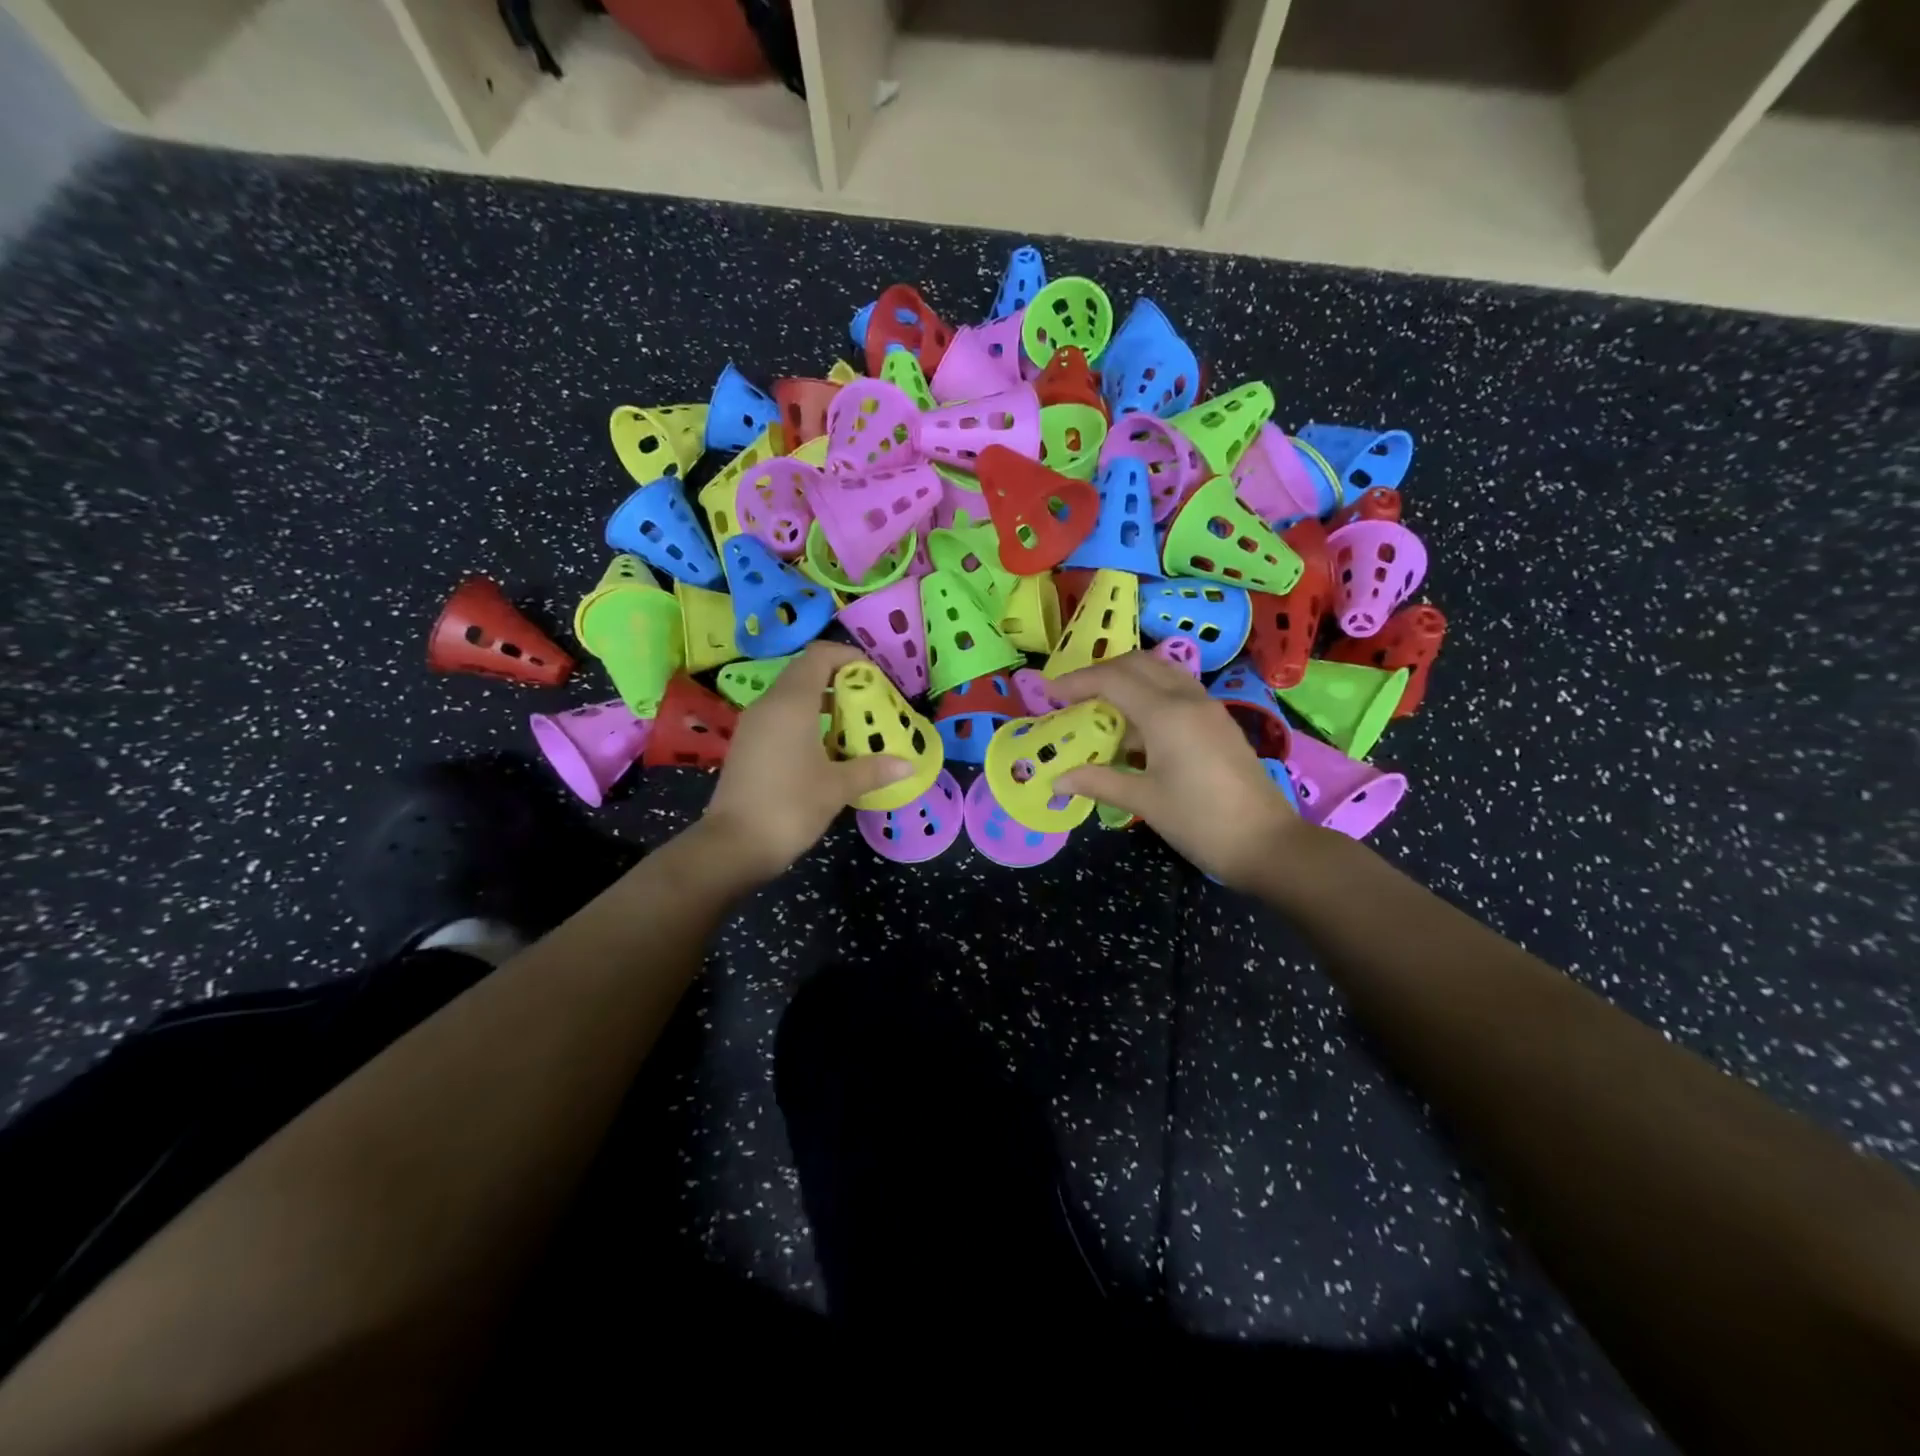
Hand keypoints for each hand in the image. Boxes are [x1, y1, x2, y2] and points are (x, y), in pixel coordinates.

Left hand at [700, 641, 913, 881]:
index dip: (848, 657)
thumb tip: (908, 765)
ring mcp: (754, 724)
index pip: (819, 656)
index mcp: (791, 703)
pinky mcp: (748, 744)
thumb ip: (873, 769)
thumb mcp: (838, 787)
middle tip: (870, 702)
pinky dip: (806, 719)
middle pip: (806, 672)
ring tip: (854, 724)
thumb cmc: (790, 807)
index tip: (874, 677)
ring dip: (824, 701)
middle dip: (840, 679)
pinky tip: (827, 748)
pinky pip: (781, 716)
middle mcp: (769, 704)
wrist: (733, 845)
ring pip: (792, 695)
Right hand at [1052, 651, 1311, 888]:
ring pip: (1161, 673)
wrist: (1267, 843)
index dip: (1076, 682)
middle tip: (1073, 694)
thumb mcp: (1144, 801)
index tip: (1048, 694)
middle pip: (1138, 663)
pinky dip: (1149, 696)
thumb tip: (1058, 779)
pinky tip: (1135, 730)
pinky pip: (1177, 692)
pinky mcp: (1218, 723)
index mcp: (1166, 714)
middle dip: (1101, 672)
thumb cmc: (1200, 821)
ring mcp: (1208, 708)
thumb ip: (1098, 782)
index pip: (1112, 679)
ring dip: (1128, 679)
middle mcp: (1188, 699)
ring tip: (1100, 707)